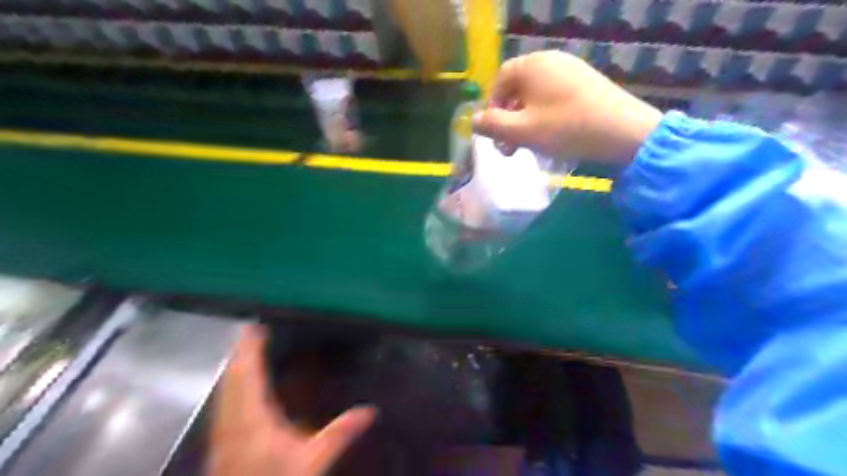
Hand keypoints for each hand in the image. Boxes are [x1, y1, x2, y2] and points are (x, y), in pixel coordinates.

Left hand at [208, 325, 372, 475]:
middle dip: (240, 351)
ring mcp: (222, 434)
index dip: (250, 349)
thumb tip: (369, 411)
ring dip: (233, 367)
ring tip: (243, 351)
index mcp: (254, 419)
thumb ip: (339, 434)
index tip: (254, 327)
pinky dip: (230, 387)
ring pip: (223, 391)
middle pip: (232, 378)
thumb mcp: (312, 463)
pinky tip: (235, 389)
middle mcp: (232, 422)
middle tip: (249, 331)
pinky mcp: (219, 445)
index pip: (249, 375)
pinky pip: (223, 405)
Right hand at [470, 51, 660, 163]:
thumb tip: (474, 121)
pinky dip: (543, 115)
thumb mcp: (522, 130)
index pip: (499, 81)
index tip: (493, 133)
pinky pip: (553, 97)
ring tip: (527, 145)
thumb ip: (492, 125)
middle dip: (507, 118)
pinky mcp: (585, 83)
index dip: (491, 108)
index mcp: (532, 65)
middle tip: (508, 146)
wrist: (624, 131)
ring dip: (524, 120)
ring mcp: (570, 70)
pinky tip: (549, 136)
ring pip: (535, 95)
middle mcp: (550, 60)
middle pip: (517, 88)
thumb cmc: (566, 128)